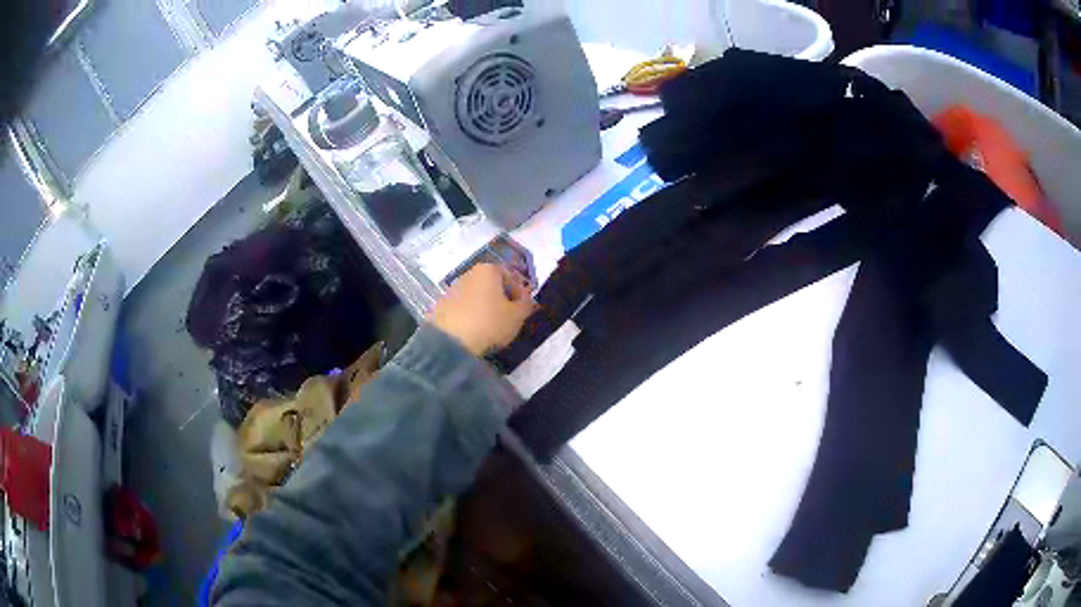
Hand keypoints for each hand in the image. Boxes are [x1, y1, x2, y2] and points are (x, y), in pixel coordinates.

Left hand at [428, 264, 535, 355]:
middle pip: (491, 284)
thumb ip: (526, 304)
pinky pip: (461, 308)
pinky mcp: (440, 305)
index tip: (523, 310)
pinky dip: (469, 315)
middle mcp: (468, 273)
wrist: (450, 342)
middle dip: (501, 298)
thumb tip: (526, 299)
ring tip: (490, 327)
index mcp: (488, 270)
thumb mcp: (517, 316)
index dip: (520, 293)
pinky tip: (473, 331)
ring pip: (475, 296)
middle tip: (508, 318)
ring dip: (484, 307)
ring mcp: (451, 289)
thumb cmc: (490, 323)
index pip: (511, 276)